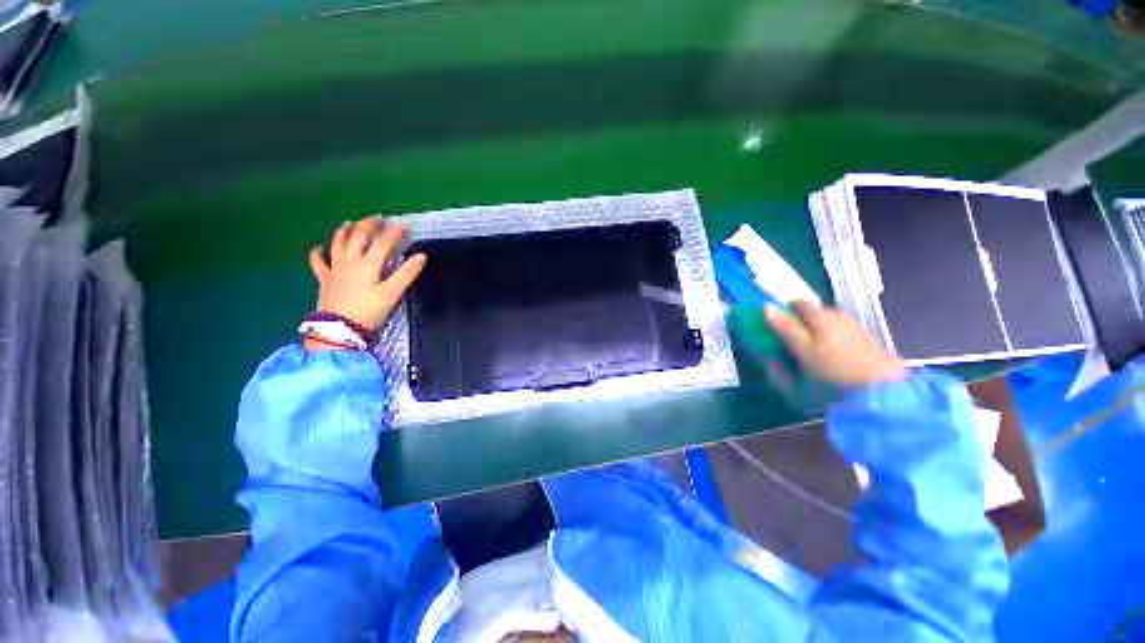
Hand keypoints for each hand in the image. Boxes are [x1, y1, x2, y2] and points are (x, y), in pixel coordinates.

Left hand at [306, 216, 425, 346]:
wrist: (339, 329)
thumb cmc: (369, 311)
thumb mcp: (392, 293)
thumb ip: (407, 273)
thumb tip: (421, 256)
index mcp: (368, 264)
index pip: (384, 242)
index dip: (395, 232)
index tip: (406, 226)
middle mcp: (350, 261)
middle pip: (359, 237)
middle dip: (370, 225)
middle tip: (378, 218)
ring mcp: (335, 269)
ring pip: (338, 243)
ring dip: (345, 231)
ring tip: (350, 223)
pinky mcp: (325, 279)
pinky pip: (318, 262)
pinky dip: (318, 252)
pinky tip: (320, 247)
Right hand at [764, 301, 907, 386]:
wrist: (883, 392)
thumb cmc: (834, 371)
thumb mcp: (803, 351)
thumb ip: (785, 328)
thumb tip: (765, 307)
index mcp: (821, 316)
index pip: (797, 304)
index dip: (785, 313)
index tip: (776, 329)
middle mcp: (839, 315)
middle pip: (814, 313)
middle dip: (800, 324)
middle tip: (791, 345)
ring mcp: (855, 328)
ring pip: (828, 324)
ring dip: (816, 333)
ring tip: (811, 354)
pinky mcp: (867, 342)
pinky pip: (841, 335)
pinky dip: (832, 342)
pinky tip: (832, 360)